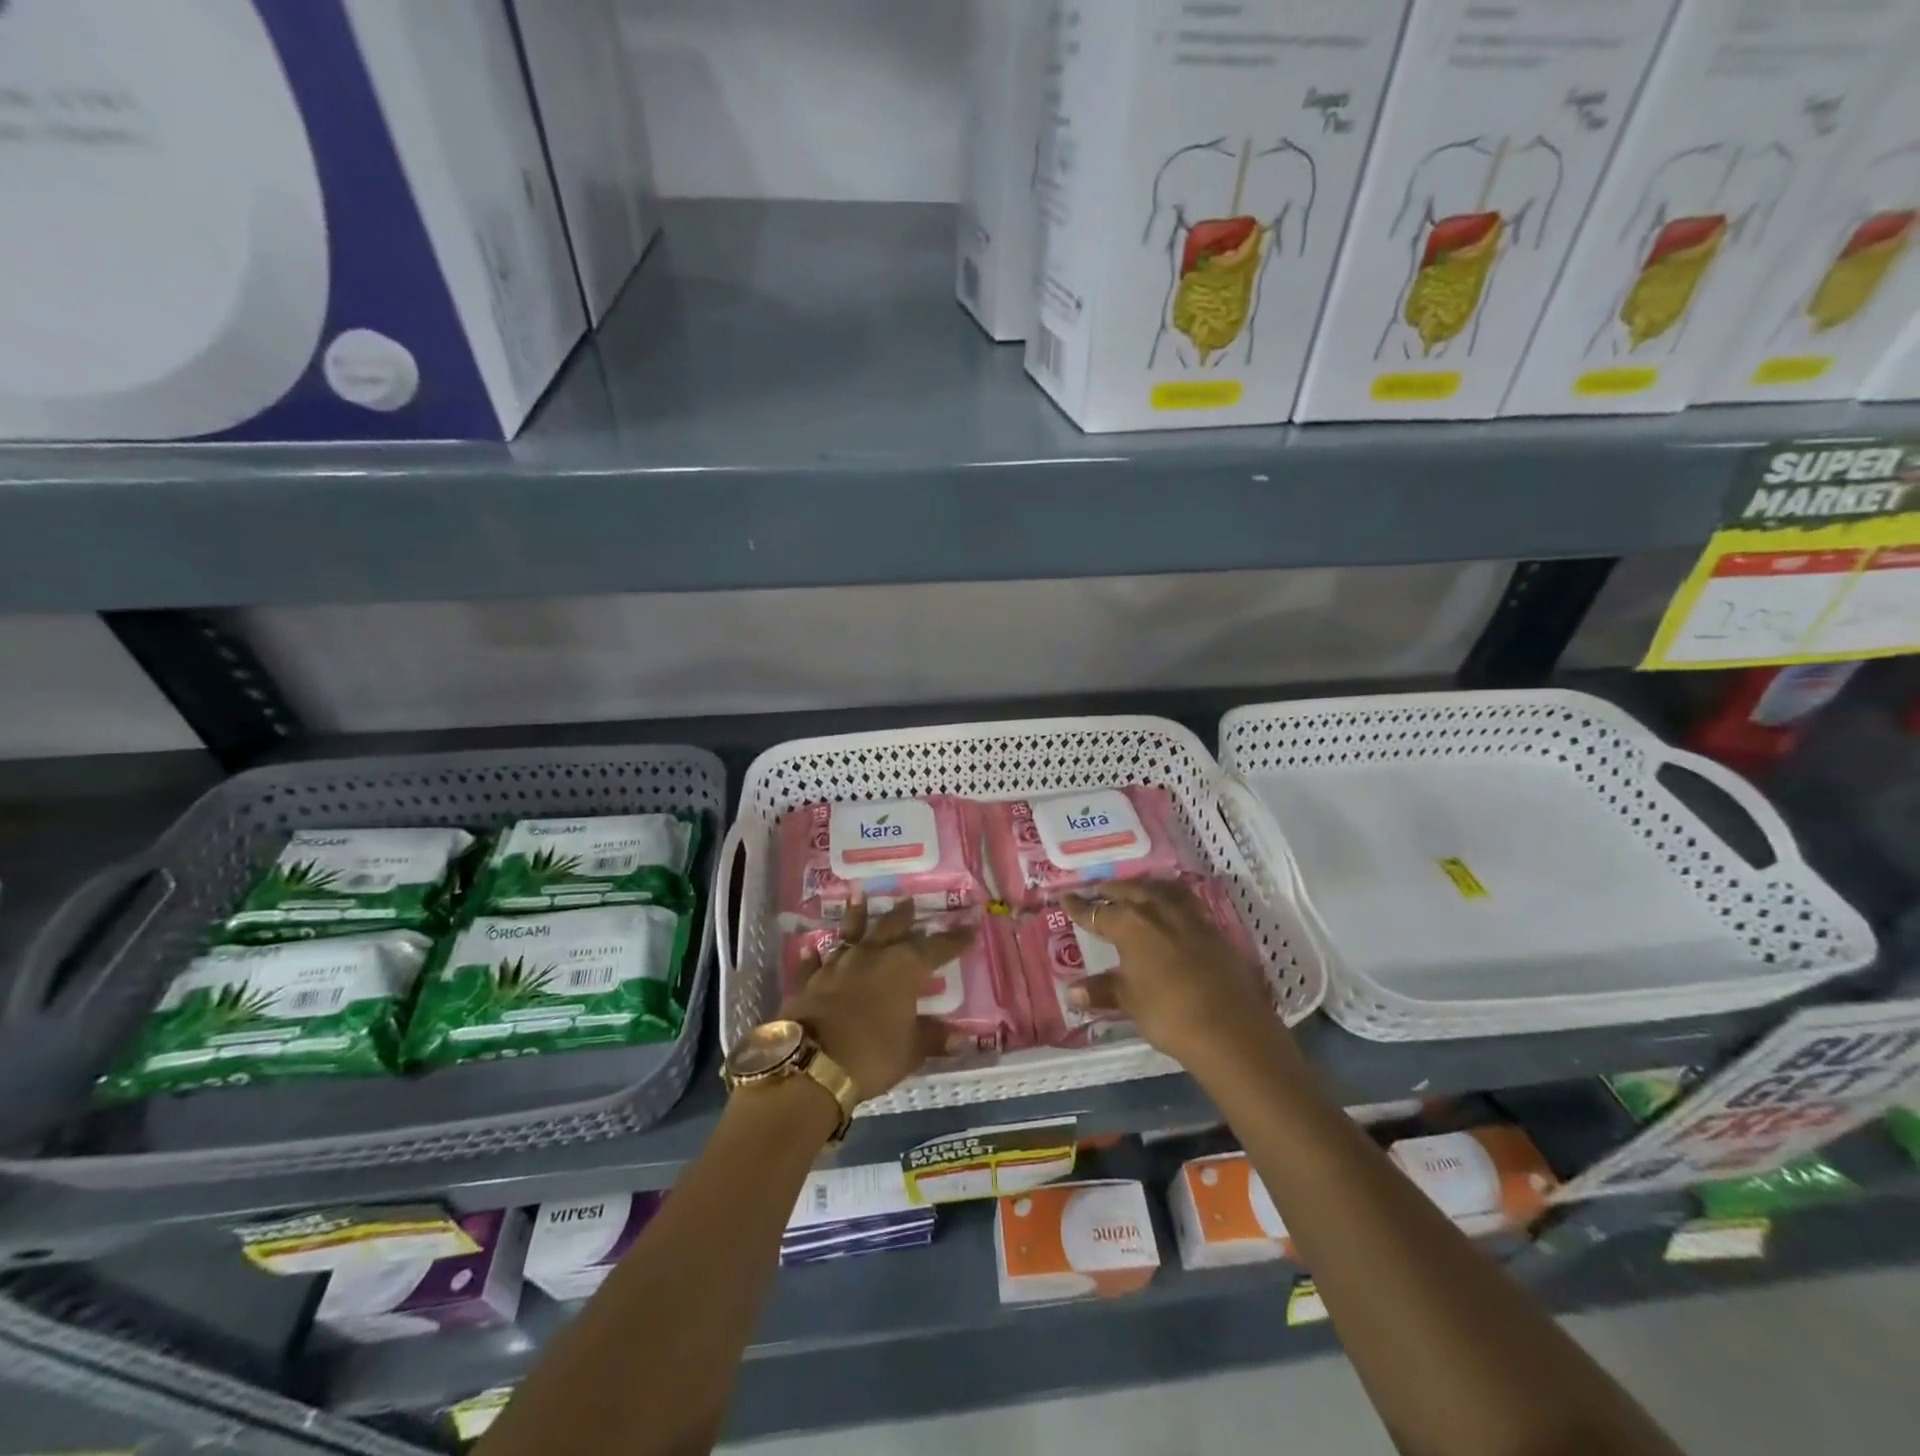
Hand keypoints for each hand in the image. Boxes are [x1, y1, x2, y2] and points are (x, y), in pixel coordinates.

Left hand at [782, 893, 975, 1102]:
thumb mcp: (911, 1051)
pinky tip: (810, 946)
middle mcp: (872, 956)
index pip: (936, 948)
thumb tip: (962, 1038)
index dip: (954, 939)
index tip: (969, 926)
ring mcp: (838, 965)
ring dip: (856, 914)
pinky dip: (813, 955)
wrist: (811, 1063)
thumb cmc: (872, 1054)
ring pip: (851, 933)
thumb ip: (934, 1038)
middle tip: (909, 900)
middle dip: (904, 916)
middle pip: (892, 929)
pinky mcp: (810, 981)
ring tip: (858, 893)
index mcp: (904, 968)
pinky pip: (814, 963)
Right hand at [1062, 880, 1277, 1067]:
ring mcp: (1189, 916)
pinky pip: (1186, 901)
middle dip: (1111, 891)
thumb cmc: (1168, 1013)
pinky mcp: (1213, 928)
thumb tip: (1072, 990)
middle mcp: (1157, 910)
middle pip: (1129, 892)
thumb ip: (1102, 989)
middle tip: (1098, 891)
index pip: (1097, 912)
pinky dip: (1172, 898)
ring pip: (1160, 890)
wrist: (1230, 1029)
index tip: (1065, 899)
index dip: (1079, 908)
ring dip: (1144, 888)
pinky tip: (1171, 908)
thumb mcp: (1129, 1001)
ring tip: (1135, 891)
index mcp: (1130, 924)